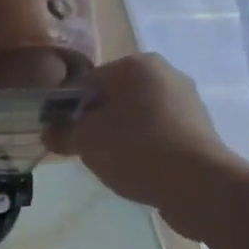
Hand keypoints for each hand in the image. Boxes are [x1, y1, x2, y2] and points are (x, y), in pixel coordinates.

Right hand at [45, 54, 232, 214]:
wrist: (198, 184)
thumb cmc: (135, 150)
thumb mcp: (86, 141)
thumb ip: (62, 133)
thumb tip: (49, 131)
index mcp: (135, 64)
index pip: (86, 82)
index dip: (68, 110)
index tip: (64, 136)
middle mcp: (164, 72)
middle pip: (113, 97)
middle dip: (97, 122)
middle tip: (87, 151)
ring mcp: (186, 99)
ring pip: (137, 115)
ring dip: (121, 135)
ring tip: (115, 163)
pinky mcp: (200, 127)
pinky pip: (159, 132)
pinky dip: (145, 145)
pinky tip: (140, 168)